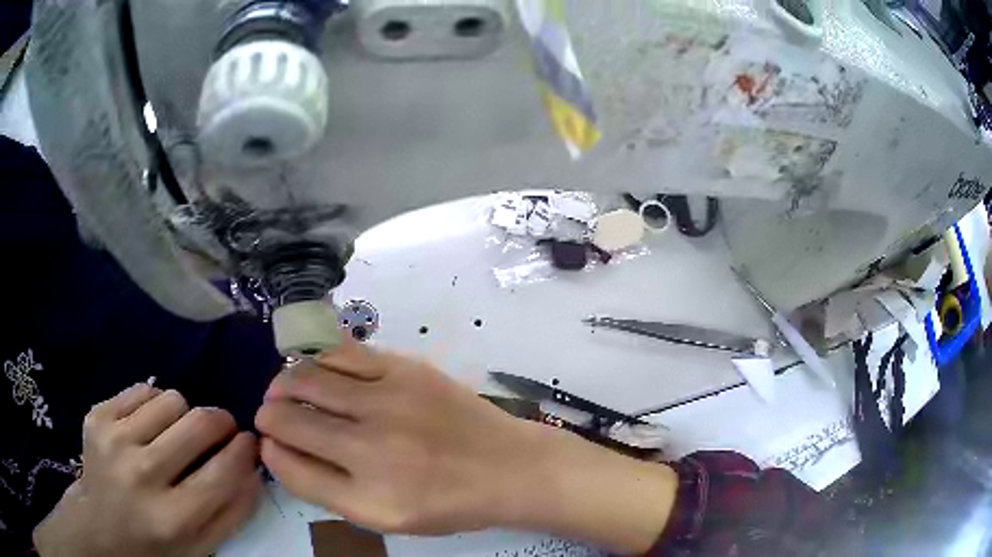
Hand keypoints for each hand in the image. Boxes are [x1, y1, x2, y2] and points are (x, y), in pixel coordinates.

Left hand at [34, 384, 261, 556]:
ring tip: (175, 435)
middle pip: (196, 424)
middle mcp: (140, 475)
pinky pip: (142, 390)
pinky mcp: (97, 416)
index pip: (221, 473)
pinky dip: (154, 406)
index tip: (249, 441)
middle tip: (219, 430)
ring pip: (170, 399)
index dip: (243, 451)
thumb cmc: (156, 544)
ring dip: (182, 415)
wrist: (100, 527)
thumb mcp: (201, 547)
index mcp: (172, 518)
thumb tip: (253, 466)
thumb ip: (232, 511)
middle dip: (219, 422)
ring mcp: (114, 440)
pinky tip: (148, 428)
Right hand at [256, 340, 535, 533]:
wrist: (507, 467)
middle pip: (289, 419)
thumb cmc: (447, 502)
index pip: (290, 467)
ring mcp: (389, 401)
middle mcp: (372, 449)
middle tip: (270, 414)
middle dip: (268, 414)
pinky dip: (317, 359)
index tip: (268, 443)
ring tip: (284, 389)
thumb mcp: (385, 517)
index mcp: (368, 498)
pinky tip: (315, 368)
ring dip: (285, 383)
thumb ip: (327, 489)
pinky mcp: (406, 369)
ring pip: (307, 378)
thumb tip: (278, 450)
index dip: (269, 451)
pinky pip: (342, 353)